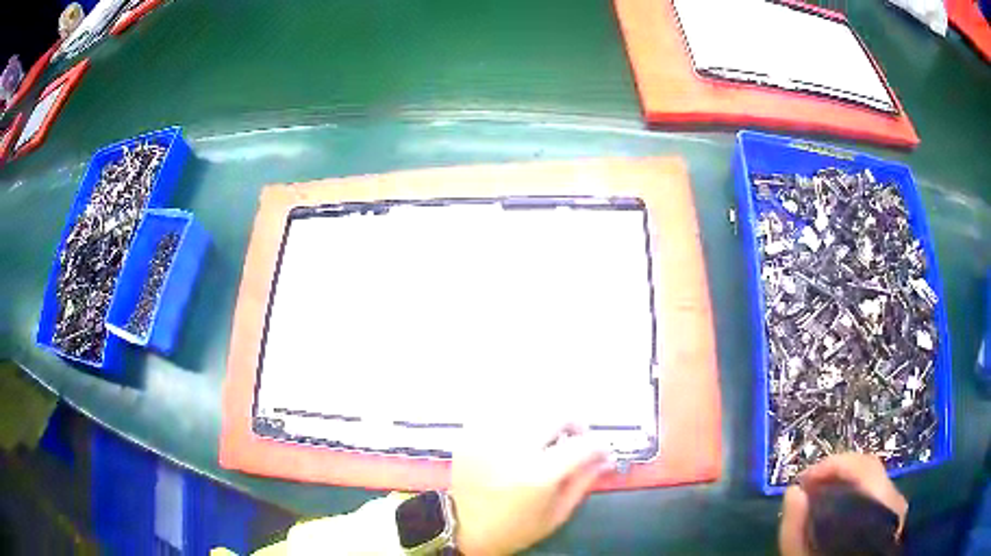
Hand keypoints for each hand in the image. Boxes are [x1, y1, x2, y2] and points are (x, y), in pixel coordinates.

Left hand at [450, 419, 610, 555]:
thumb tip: (606, 457)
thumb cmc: (515, 529)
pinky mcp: (470, 435)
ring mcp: (488, 438)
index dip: (598, 445)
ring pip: (528, 406)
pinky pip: (501, 410)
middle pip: (556, 413)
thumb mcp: (557, 514)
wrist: (463, 530)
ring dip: (546, 418)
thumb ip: (584, 481)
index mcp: (537, 475)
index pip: (581, 445)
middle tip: (575, 437)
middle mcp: (512, 449)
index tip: (601, 451)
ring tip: (547, 435)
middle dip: (574, 423)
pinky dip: (518, 416)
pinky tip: (521, 433)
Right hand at [779, 453, 907, 555]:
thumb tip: (793, 491)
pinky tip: (834, 511)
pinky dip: (852, 497)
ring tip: (817, 499)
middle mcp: (894, 501)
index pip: (862, 466)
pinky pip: (874, 496)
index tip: (802, 481)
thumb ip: (797, 532)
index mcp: (881, 506)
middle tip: (806, 488)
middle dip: (835, 473)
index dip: (831, 466)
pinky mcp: (891, 519)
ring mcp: (895, 510)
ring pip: (871, 482)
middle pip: (868, 470)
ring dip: (843, 484)